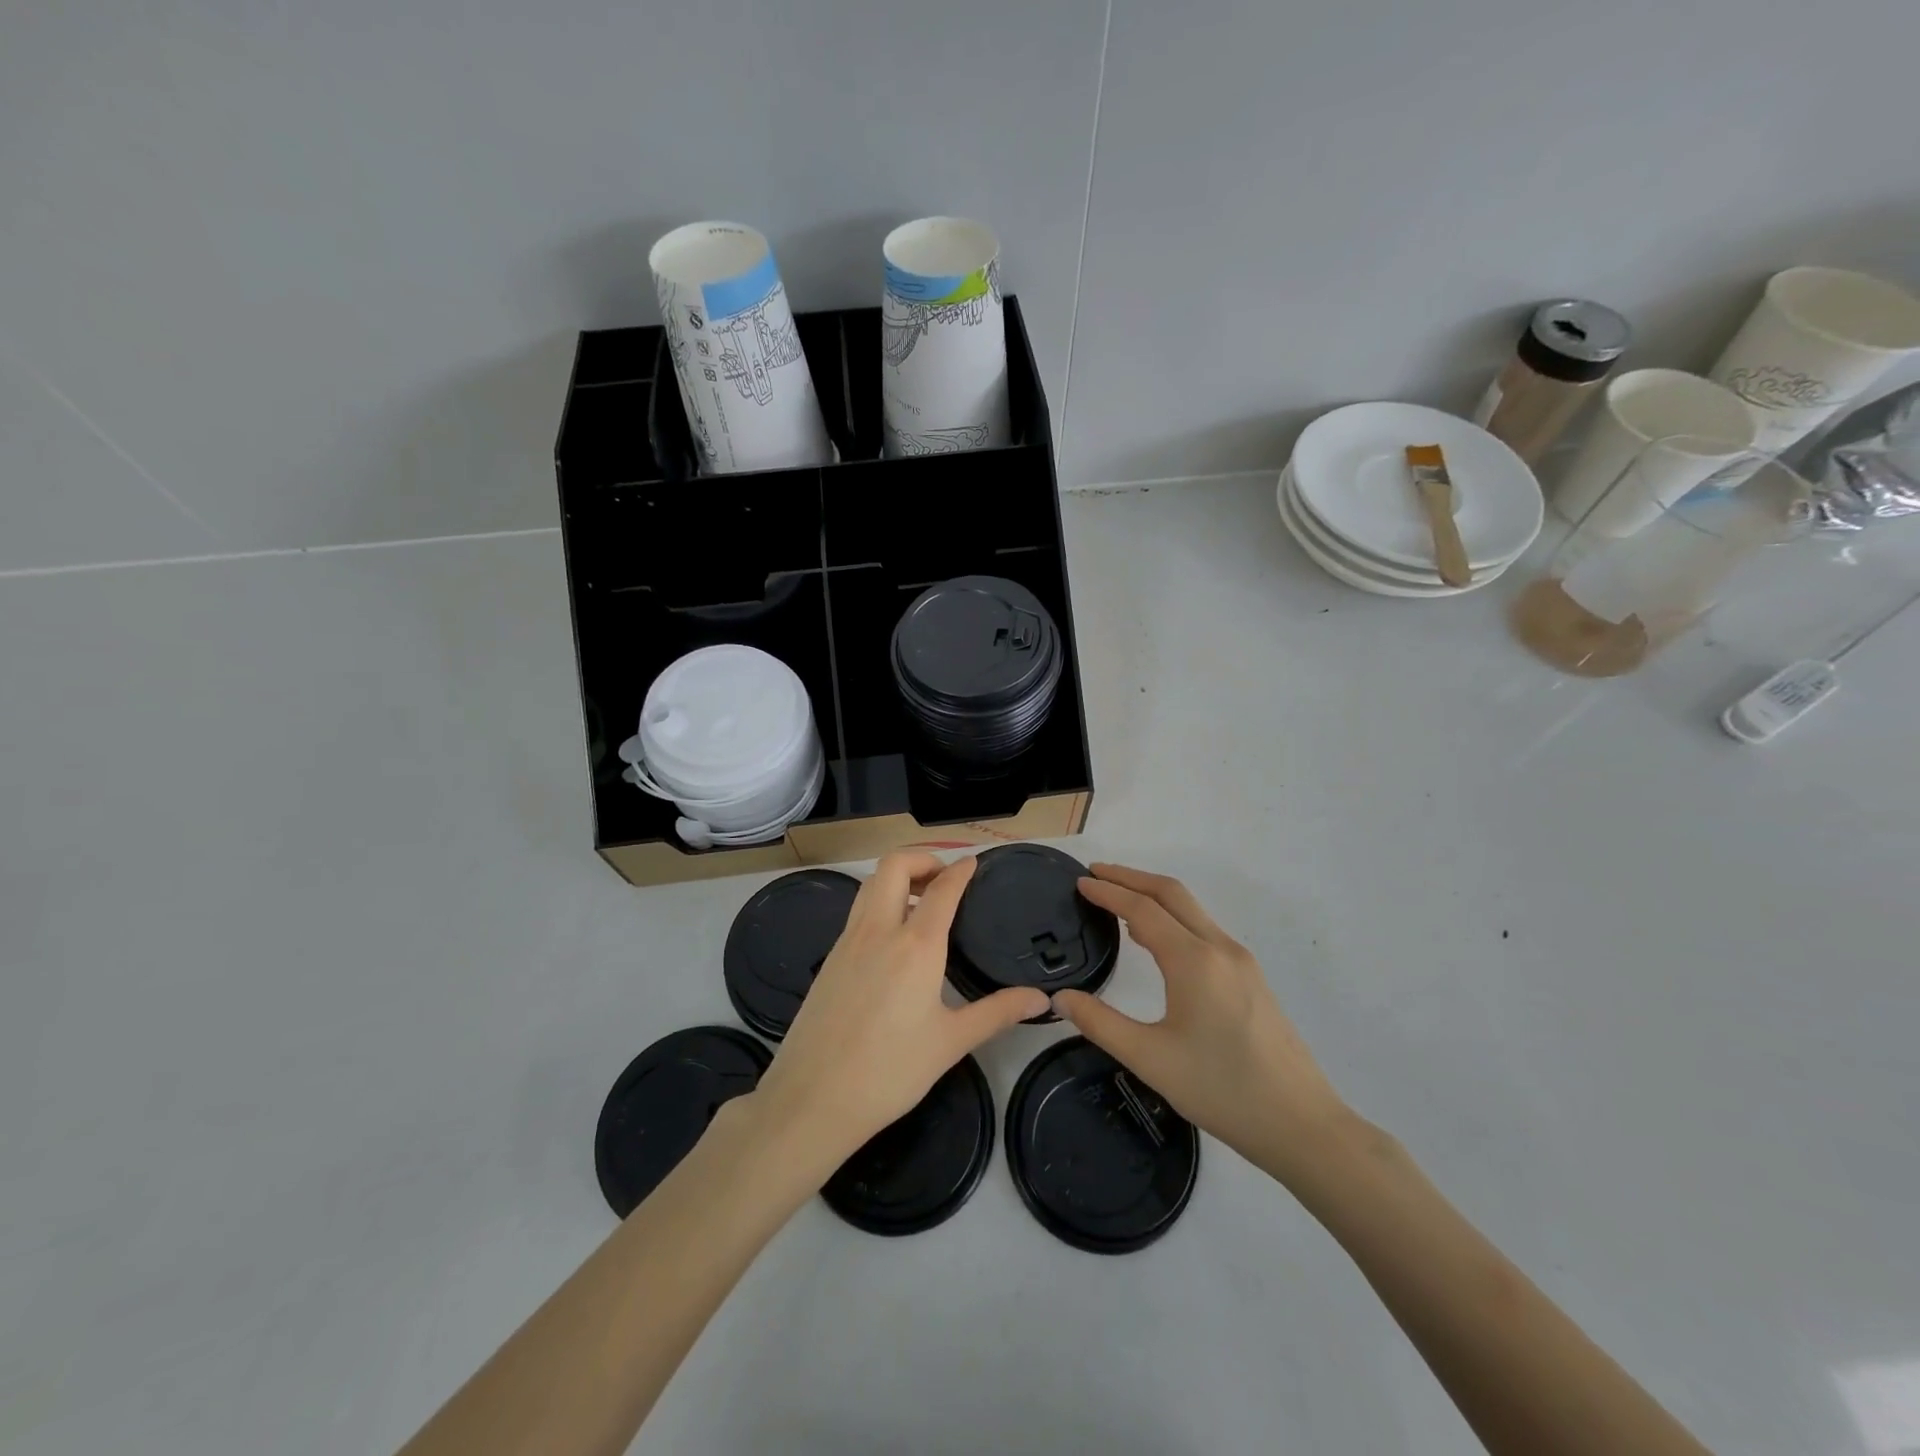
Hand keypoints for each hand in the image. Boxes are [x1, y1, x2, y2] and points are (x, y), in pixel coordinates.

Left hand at [749, 851, 1049, 1175]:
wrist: (812, 1098)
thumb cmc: (891, 1071)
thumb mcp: (952, 1042)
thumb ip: (998, 1013)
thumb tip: (1041, 1000)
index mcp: (916, 946)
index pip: (942, 888)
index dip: (960, 870)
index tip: (974, 863)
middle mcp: (879, 931)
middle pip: (894, 865)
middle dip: (922, 858)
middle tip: (944, 878)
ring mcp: (847, 942)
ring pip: (870, 884)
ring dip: (897, 878)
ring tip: (921, 902)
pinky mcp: (829, 959)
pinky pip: (857, 912)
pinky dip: (879, 904)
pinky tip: (892, 939)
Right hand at [1053, 864, 1353, 1184]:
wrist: (1301, 1124)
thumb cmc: (1222, 1090)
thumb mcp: (1150, 1060)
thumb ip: (1100, 1023)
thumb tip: (1061, 997)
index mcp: (1194, 961)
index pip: (1142, 908)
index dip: (1108, 891)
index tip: (1080, 882)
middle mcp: (1220, 948)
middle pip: (1171, 893)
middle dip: (1131, 877)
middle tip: (1095, 874)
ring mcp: (1241, 961)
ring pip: (1191, 909)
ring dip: (1153, 895)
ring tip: (1118, 900)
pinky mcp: (1251, 977)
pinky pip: (1204, 929)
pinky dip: (1173, 916)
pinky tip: (1156, 939)